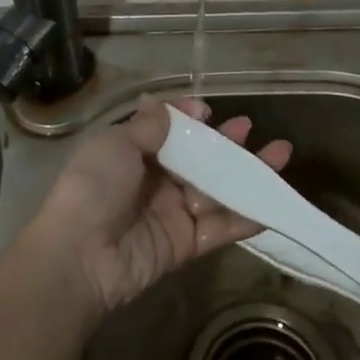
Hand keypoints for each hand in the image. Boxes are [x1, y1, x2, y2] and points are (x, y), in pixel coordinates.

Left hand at [29, 96, 290, 314]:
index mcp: (132, 152)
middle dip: (224, 143)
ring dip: (247, 174)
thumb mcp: (116, 144)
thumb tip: (164, 104)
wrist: (79, 255)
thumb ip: (148, 127)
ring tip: (280, 154)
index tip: (208, 110)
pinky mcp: (186, 245)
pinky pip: (220, 227)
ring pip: (216, 189)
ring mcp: (172, 213)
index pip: (168, 131)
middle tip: (249, 128)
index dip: (189, 119)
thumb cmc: (94, 186)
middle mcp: (154, 181)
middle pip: (197, 159)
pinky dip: (247, 216)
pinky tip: (273, 202)